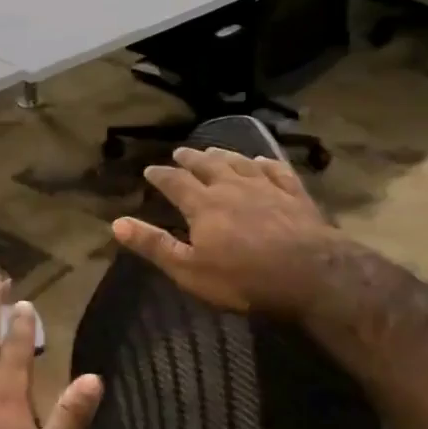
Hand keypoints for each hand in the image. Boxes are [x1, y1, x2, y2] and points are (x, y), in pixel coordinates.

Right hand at [112, 146, 339, 317]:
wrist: (311, 275)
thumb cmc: (243, 278)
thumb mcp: (189, 269)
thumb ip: (154, 245)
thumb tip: (116, 223)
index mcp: (203, 205)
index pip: (175, 182)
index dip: (160, 175)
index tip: (149, 170)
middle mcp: (231, 187)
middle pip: (207, 165)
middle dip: (190, 158)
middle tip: (180, 152)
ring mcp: (266, 188)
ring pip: (240, 162)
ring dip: (223, 155)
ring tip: (213, 150)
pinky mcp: (295, 195)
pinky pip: (277, 171)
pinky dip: (265, 163)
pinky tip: (261, 161)